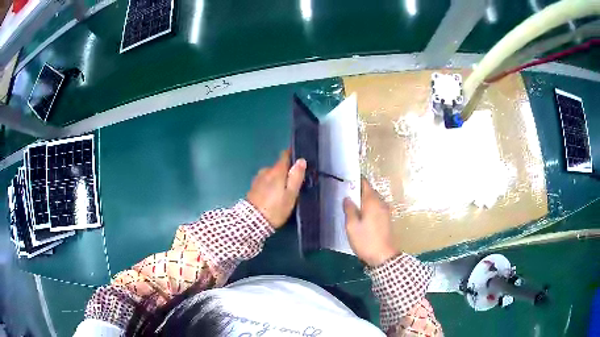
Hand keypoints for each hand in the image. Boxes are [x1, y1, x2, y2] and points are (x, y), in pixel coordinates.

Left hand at [247, 150, 306, 228]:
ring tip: (283, 193)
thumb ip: (296, 176)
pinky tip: (272, 196)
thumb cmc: (275, 208)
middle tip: (293, 185)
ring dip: (277, 180)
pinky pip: (265, 182)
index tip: (299, 161)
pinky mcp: (253, 187)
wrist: (252, 221)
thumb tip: (301, 160)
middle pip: (278, 166)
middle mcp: (266, 171)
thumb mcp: (291, 194)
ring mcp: (258, 179)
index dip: (292, 156)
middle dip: (285, 172)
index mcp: (277, 171)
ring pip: (271, 175)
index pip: (285, 155)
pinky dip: (270, 186)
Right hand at [344, 178, 398, 266]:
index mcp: (372, 201)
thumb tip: (347, 198)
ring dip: (363, 199)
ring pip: (373, 199)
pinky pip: (376, 207)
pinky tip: (360, 214)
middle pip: (369, 191)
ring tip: (351, 203)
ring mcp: (385, 211)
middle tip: (344, 193)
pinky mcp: (386, 219)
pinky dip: (368, 207)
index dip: (355, 180)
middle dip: (358, 190)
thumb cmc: (366, 240)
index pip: (365, 183)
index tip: (345, 180)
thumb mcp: (352, 226)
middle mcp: (381, 203)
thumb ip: (349, 209)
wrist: (383, 257)